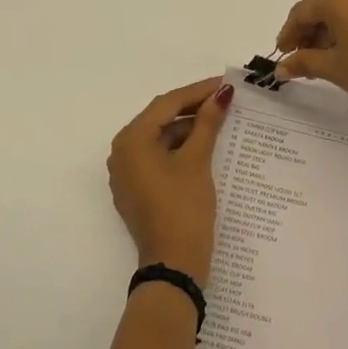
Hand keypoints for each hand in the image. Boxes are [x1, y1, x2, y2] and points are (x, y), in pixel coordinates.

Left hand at [107, 77, 230, 283]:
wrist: (173, 265)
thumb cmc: (183, 208)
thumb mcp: (197, 161)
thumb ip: (208, 123)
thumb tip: (222, 94)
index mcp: (131, 140)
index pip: (166, 104)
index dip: (198, 91)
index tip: (225, 83)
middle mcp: (121, 152)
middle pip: (160, 119)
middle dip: (193, 108)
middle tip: (225, 99)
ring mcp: (127, 173)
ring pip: (160, 138)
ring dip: (188, 128)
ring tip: (220, 120)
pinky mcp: (137, 189)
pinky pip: (157, 157)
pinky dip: (179, 148)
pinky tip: (205, 145)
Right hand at [273, 0, 347, 140]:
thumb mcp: (335, 69)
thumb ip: (304, 61)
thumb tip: (281, 68)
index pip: (303, 11)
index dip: (289, 33)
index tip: (282, 54)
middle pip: (323, 2)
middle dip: (309, 27)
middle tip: (300, 55)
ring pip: (345, 4)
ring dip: (329, 25)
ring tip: (323, 56)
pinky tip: (347, 48)